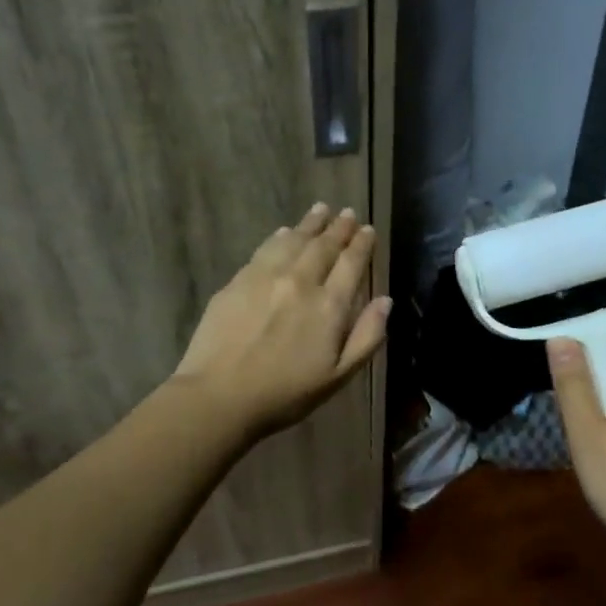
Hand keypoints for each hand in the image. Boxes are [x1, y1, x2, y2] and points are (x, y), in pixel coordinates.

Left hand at [172, 203, 390, 439]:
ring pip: (293, 241)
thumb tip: (386, 301)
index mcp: (329, 305)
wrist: (220, 395)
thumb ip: (367, 337)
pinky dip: (279, 237)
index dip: (361, 244)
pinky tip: (283, 232)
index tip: (367, 229)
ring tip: (320, 210)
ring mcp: (266, 277)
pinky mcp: (238, 281)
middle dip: (338, 228)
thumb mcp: (338, 376)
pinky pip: (265, 249)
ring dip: (310, 224)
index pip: (351, 264)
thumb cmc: (286, 393)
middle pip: (324, 246)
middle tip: (347, 213)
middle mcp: (301, 281)